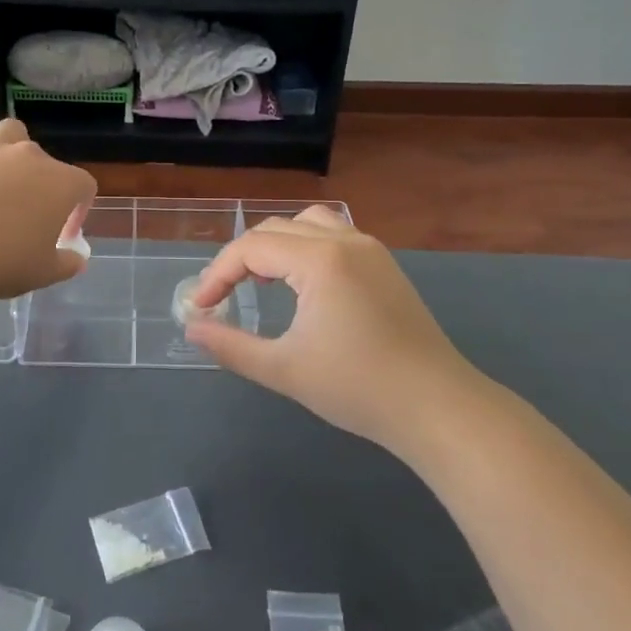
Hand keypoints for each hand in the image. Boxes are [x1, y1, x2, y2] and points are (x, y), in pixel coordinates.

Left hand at [0, 118, 96, 298]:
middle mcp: (33, 156)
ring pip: (12, 131)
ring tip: (4, 174)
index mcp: (62, 183)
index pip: (84, 186)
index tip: (63, 234)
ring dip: (13, 147)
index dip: (78, 209)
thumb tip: (77, 259)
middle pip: (48, 161)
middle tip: (28, 215)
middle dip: (43, 184)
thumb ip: (68, 263)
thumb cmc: (5, 263)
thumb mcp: (46, 272)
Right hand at [184, 206, 482, 458]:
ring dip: (277, 244)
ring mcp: (370, 249)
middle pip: (276, 229)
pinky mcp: (385, 265)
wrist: (437, 407)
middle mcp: (345, 240)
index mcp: (319, 259)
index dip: (218, 274)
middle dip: (242, 258)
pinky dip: (306, 247)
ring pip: (308, 223)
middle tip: (224, 296)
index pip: (252, 248)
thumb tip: (192, 327)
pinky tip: (303, 284)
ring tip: (262, 281)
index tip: (201, 306)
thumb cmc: (358, 387)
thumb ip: (231, 346)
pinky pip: (334, 235)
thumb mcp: (284, 370)